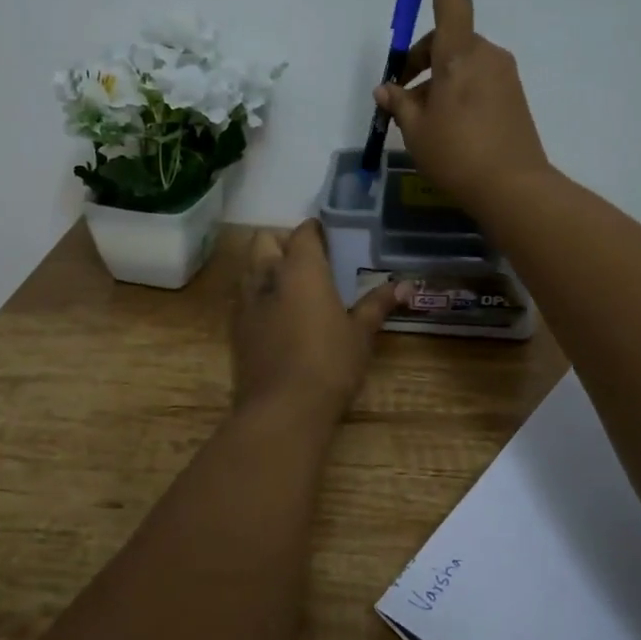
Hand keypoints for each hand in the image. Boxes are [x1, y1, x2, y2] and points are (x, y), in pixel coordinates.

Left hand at [232, 220, 405, 420]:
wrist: (282, 409)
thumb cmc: (329, 364)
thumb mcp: (360, 334)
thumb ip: (377, 305)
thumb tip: (405, 285)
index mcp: (301, 269)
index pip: (304, 232)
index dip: (316, 230)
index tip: (331, 238)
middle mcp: (267, 275)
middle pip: (265, 240)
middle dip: (284, 242)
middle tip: (309, 261)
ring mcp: (246, 302)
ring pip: (249, 266)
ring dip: (266, 265)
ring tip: (292, 286)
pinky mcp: (235, 328)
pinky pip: (244, 296)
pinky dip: (258, 294)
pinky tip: (277, 314)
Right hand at [375, 0, 551, 217]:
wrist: (515, 190)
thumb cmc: (458, 156)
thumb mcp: (416, 131)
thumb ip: (399, 103)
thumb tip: (388, 90)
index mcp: (460, 54)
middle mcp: (486, 54)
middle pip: (445, 39)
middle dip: (417, 60)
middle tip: (398, 98)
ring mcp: (503, 74)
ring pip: (459, 63)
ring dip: (435, 80)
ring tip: (419, 123)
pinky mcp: (512, 95)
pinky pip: (475, 80)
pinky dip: (454, 91)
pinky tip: (445, 127)